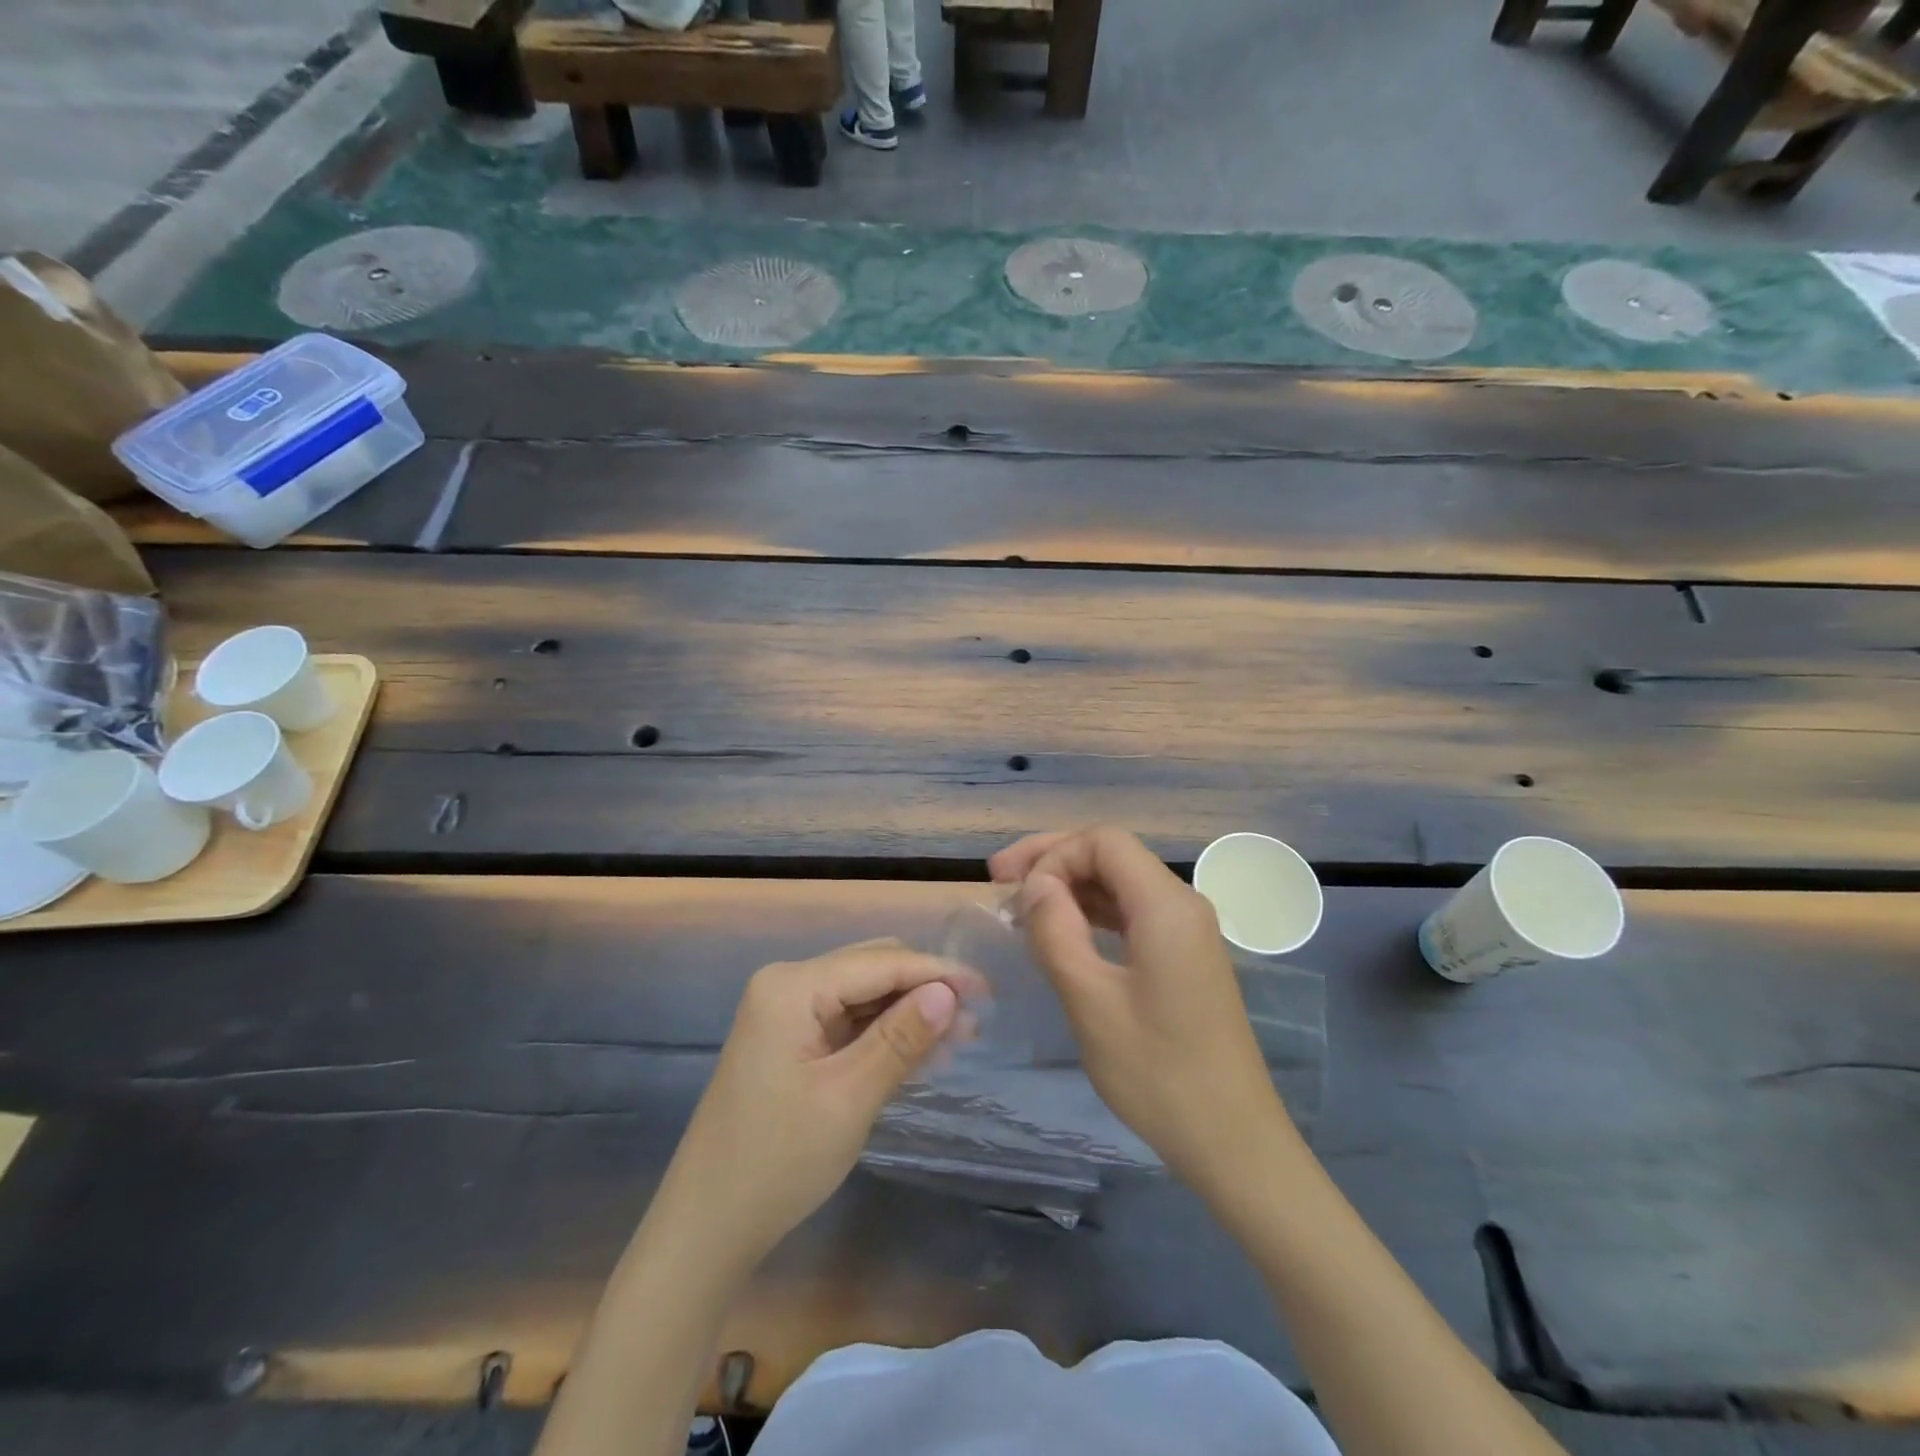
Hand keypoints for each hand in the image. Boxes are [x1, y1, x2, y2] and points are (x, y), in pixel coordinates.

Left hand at [663, 939, 975, 1266]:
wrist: (707, 1226)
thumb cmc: (778, 1161)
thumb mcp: (849, 1097)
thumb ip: (901, 1038)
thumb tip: (950, 992)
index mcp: (792, 986)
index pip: (880, 962)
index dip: (937, 972)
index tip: (988, 990)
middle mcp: (787, 985)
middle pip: (872, 969)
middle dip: (925, 989)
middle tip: (976, 1020)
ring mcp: (786, 1012)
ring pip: (864, 995)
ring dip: (909, 1012)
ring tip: (961, 1038)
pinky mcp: (790, 1040)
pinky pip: (848, 1021)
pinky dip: (884, 1033)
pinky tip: (922, 1052)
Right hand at [989, 827, 1294, 1189]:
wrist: (1233, 1141)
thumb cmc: (1158, 1074)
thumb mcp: (1091, 1002)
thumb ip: (1057, 931)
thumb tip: (1036, 885)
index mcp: (1166, 905)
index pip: (1103, 842)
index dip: (1053, 854)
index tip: (1016, 894)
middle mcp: (1182, 904)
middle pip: (1112, 855)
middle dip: (1054, 860)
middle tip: (999, 878)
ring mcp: (1186, 930)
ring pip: (1119, 883)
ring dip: (1069, 886)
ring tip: (1019, 906)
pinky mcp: (1183, 956)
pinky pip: (1131, 914)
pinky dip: (1091, 913)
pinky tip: (1060, 931)